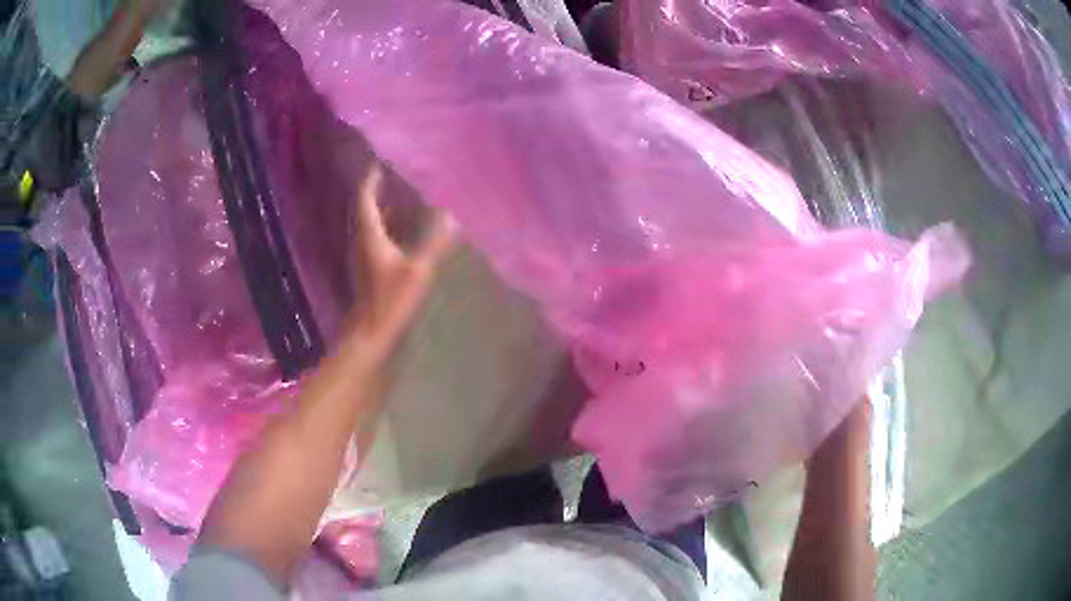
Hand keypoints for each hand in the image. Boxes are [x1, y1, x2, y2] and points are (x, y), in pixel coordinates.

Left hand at [344, 163, 453, 360]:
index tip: (381, 163)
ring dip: (385, 208)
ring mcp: (369, 257)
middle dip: (380, 190)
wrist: (372, 333)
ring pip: (374, 224)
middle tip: (396, 174)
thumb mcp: (417, 270)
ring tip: (403, 194)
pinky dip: (390, 226)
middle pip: (368, 209)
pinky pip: (380, 238)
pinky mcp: (374, 270)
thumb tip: (453, 216)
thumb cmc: (390, 300)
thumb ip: (435, 242)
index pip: (366, 199)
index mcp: (371, 236)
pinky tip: (405, 228)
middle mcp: (366, 242)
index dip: (372, 180)